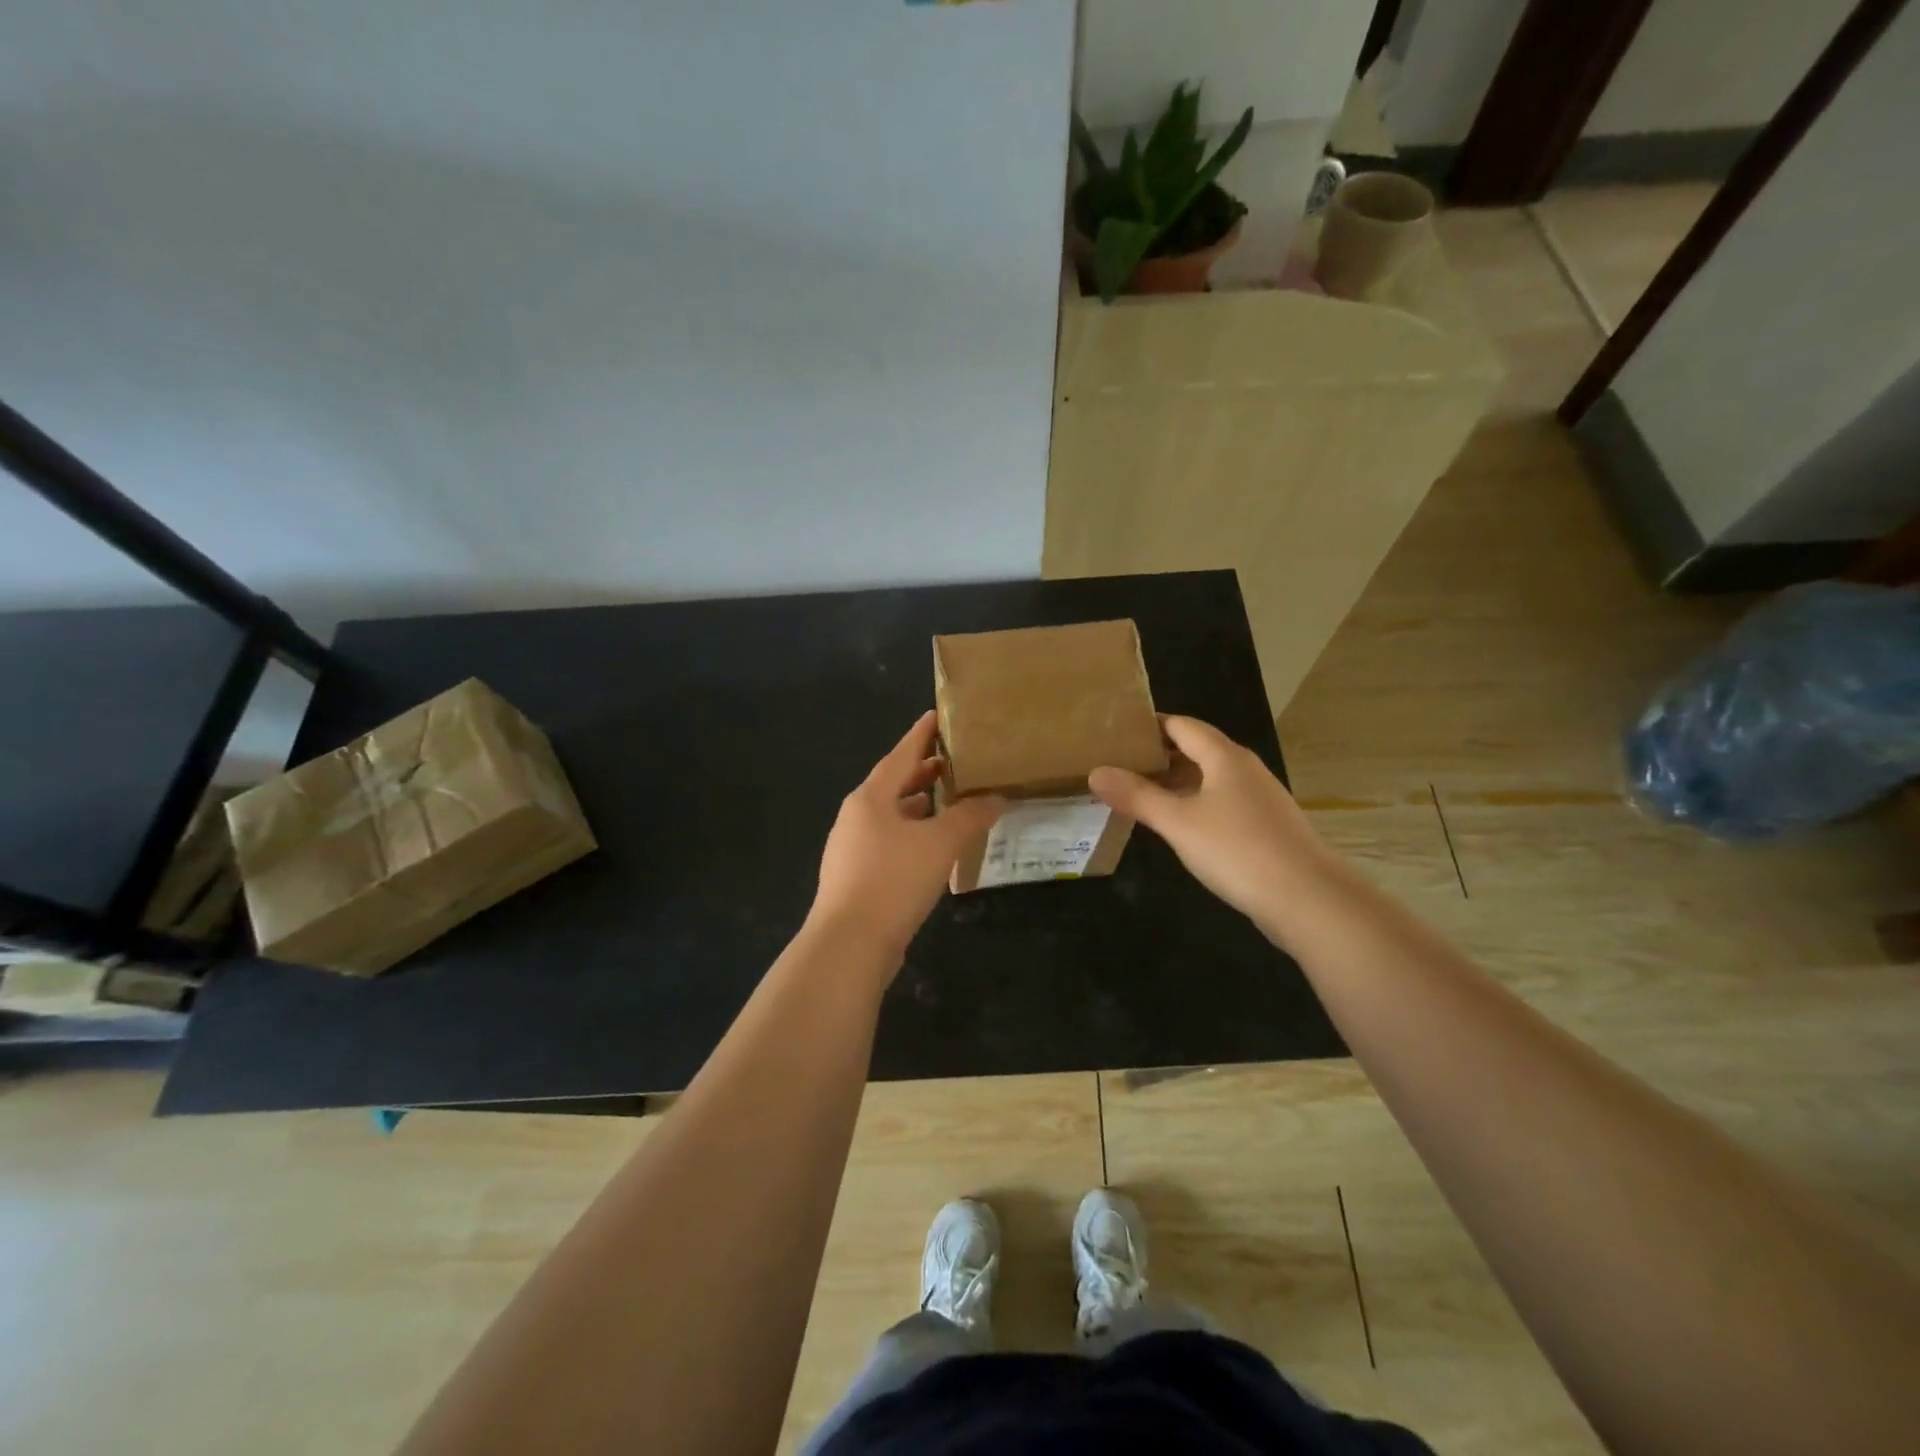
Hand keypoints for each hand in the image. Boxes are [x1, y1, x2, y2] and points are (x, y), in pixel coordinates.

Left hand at [809, 711, 1004, 965]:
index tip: (938, 716)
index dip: (922, 734)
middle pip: (893, 783)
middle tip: (953, 760)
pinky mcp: (856, 875)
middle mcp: (856, 816)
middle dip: (922, 771)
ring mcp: (852, 847)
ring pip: (890, 815)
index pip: (901, 754)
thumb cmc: (893, 880)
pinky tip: (931, 845)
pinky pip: (888, 841)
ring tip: (947, 799)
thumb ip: (971, 816)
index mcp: (870, 797)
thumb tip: (998, 797)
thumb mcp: (940, 843)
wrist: (849, 944)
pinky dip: (911, 833)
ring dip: (917, 804)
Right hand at [1089, 715, 1346, 944]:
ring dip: (1175, 783)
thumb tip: (1096, 772)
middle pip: (1196, 750)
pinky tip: (1176, 826)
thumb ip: (1137, 796)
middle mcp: (1244, 769)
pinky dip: (1194, 805)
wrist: (1308, 900)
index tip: (1114, 732)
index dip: (1149, 725)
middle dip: (1157, 755)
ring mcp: (1258, 799)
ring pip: (1209, 779)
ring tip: (1136, 794)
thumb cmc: (1238, 850)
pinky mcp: (1265, 827)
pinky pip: (1221, 803)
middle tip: (1116, 765)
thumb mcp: (1178, 822)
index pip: (1182, 725)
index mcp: (1225, 757)